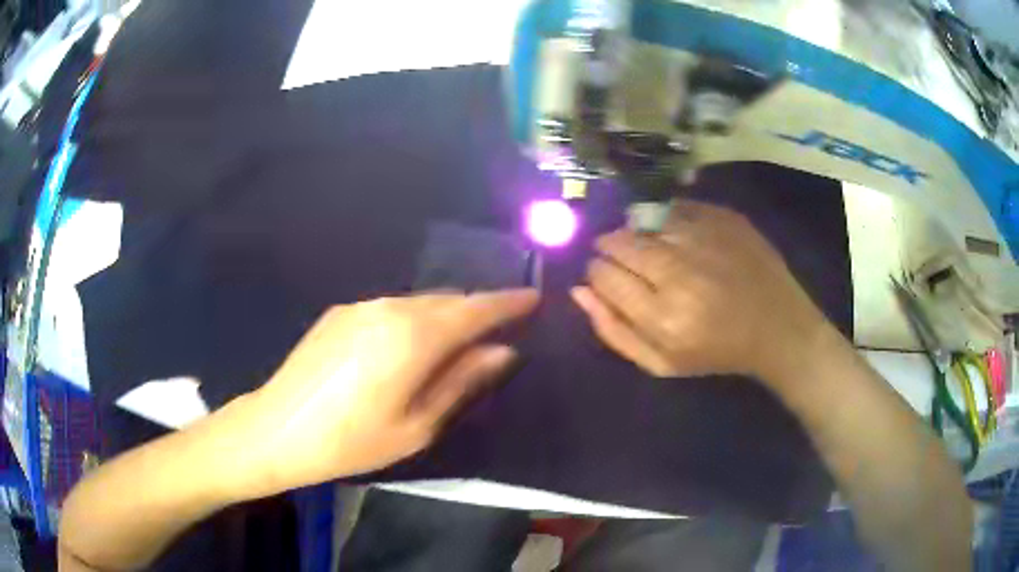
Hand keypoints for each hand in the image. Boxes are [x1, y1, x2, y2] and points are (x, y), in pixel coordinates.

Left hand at [220, 290, 538, 498]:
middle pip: (448, 300)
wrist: (278, 428)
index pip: (475, 309)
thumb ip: (463, 381)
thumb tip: (502, 352)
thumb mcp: (418, 425)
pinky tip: (407, 347)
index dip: (508, 303)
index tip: (534, 299)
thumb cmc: (353, 440)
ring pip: (419, 302)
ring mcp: (361, 306)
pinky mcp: (341, 313)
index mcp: (414, 336)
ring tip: (456, 342)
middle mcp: (390, 308)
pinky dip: (414, 319)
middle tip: (498, 330)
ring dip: (444, 315)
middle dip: (477, 310)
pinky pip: (391, 308)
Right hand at [572, 200, 826, 383]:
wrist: (779, 327)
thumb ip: (614, 331)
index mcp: (663, 316)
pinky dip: (667, 220)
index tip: (608, 278)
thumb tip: (578, 291)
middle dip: (611, 250)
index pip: (603, 275)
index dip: (598, 274)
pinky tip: (681, 239)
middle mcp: (680, 270)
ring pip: (643, 221)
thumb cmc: (718, 352)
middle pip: (618, 242)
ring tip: (656, 251)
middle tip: (627, 262)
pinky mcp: (722, 216)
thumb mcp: (662, 363)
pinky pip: (674, 207)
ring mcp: (703, 237)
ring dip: (639, 234)